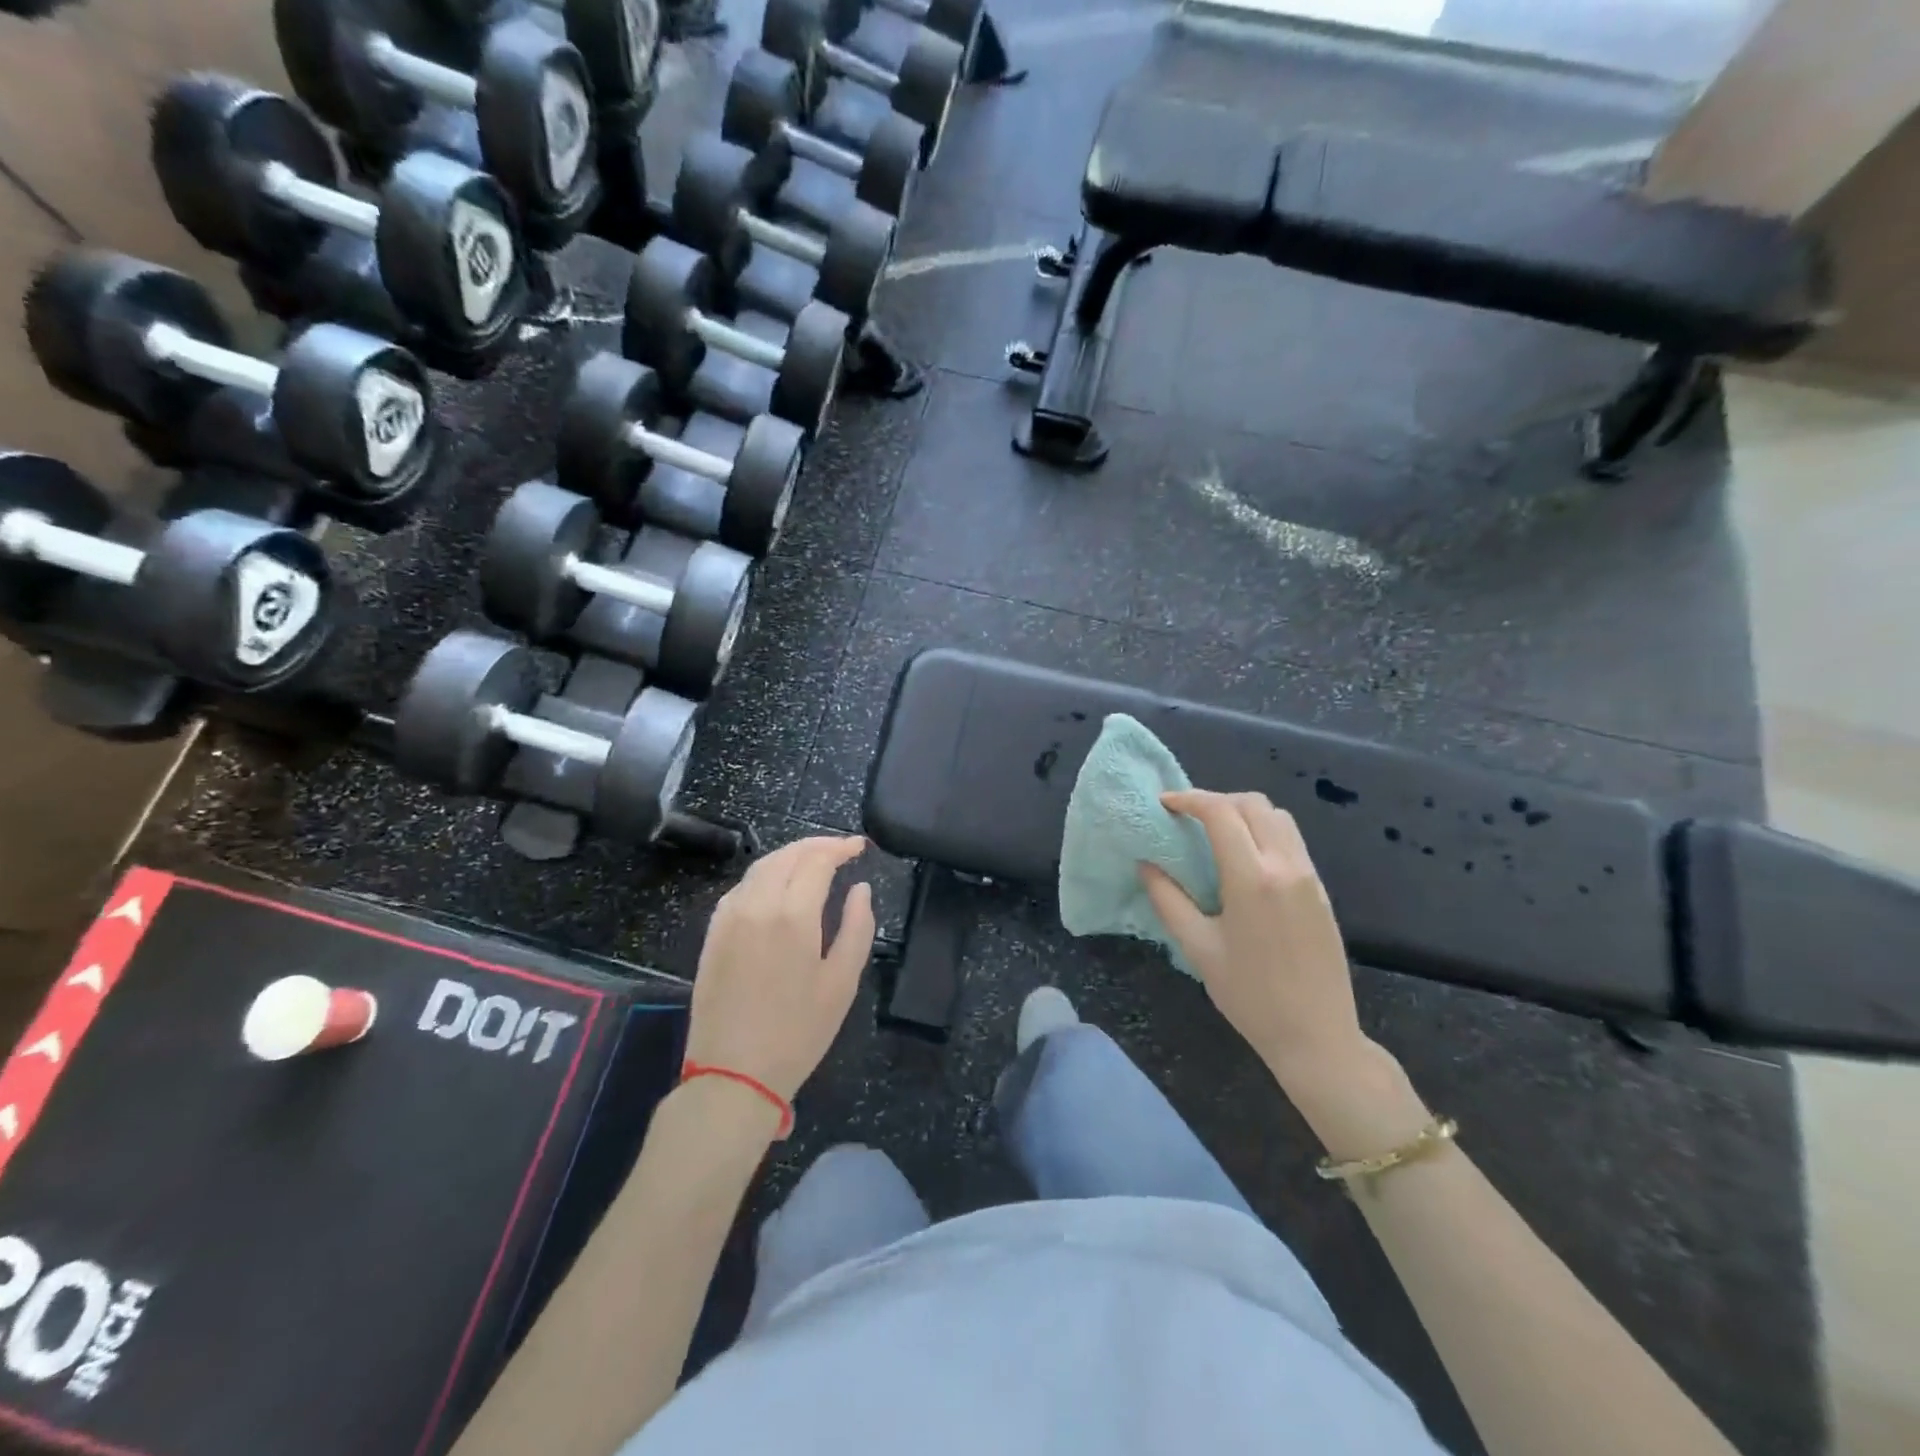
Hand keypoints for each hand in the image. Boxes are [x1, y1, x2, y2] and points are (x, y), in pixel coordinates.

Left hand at [684, 835, 874, 1103]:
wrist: (733, 1074)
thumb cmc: (799, 1032)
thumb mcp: (842, 983)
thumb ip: (857, 927)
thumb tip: (860, 888)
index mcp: (793, 914)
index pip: (817, 860)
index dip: (840, 847)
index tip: (859, 846)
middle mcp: (757, 905)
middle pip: (787, 855)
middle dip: (816, 845)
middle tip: (840, 849)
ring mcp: (729, 917)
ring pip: (760, 868)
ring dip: (789, 856)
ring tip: (813, 862)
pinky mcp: (712, 934)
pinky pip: (740, 889)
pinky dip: (764, 876)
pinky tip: (777, 888)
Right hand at [1141, 791, 1366, 1090]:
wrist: (1317, 1037)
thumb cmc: (1249, 996)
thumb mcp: (1198, 948)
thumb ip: (1168, 899)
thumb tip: (1146, 864)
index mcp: (1252, 878)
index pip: (1221, 813)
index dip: (1189, 799)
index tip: (1164, 805)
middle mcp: (1286, 866)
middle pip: (1253, 804)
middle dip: (1216, 800)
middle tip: (1187, 818)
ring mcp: (1309, 876)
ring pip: (1278, 817)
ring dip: (1243, 812)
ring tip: (1215, 833)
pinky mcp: (1321, 890)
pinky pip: (1291, 841)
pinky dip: (1263, 832)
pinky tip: (1244, 858)